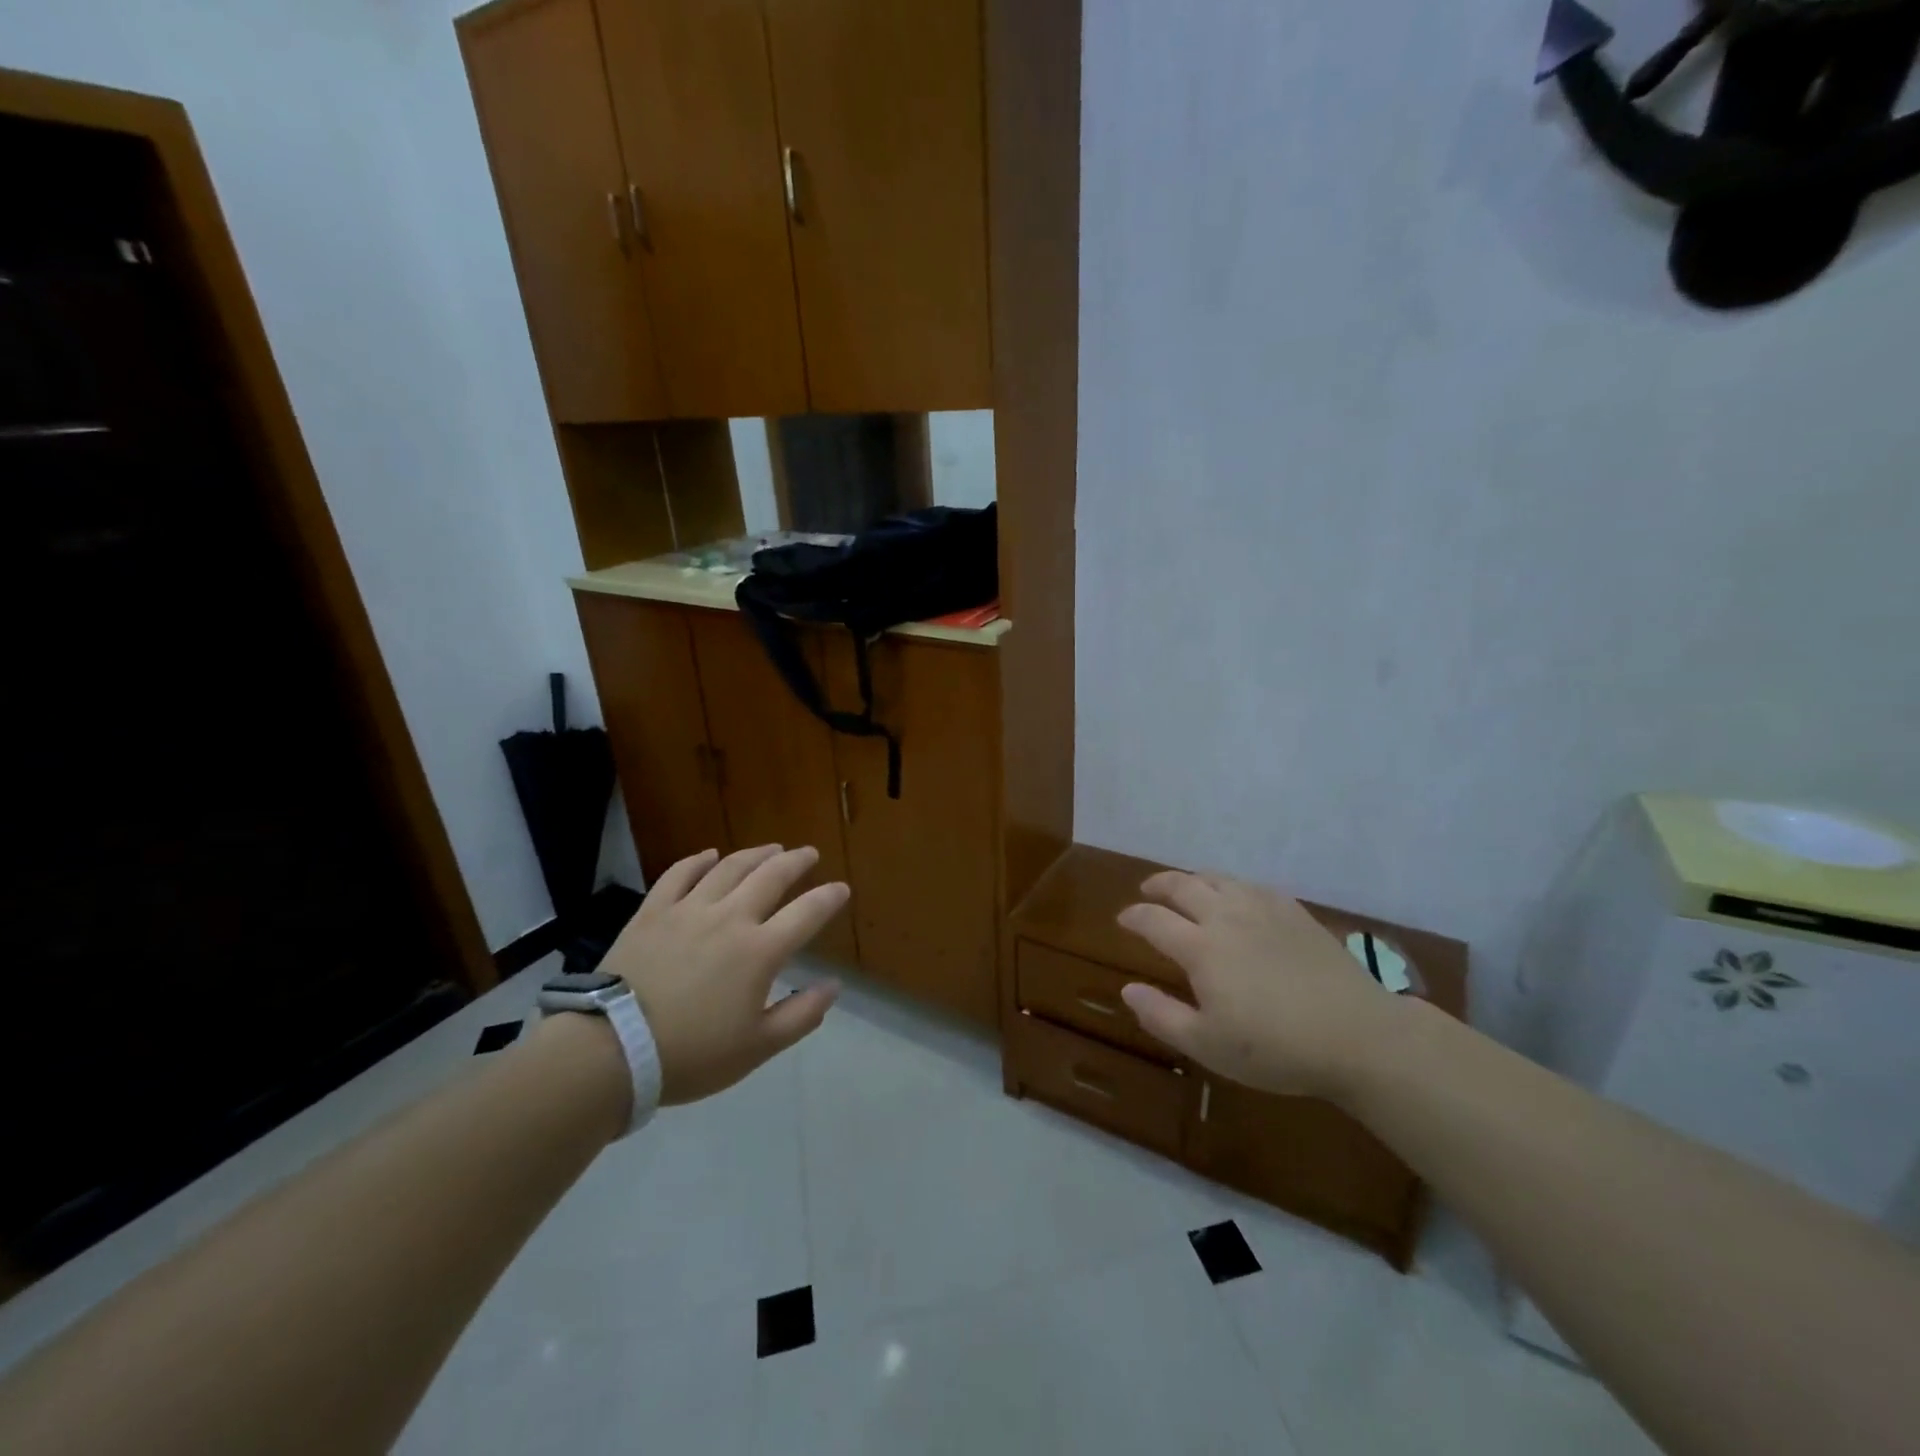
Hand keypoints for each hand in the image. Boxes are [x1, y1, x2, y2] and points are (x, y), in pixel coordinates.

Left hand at [600, 844, 848, 1104]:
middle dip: (796, 862)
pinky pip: (678, 874)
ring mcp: (688, 910)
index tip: (841, 888)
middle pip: (771, 877)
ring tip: (771, 849)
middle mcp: (729, 918)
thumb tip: (833, 986)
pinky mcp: (653, 911)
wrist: (611, 1050)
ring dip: (755, 854)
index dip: (828, 898)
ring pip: (729, 868)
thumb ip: (801, 1015)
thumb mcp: (757, 1048)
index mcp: (759, 951)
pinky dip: (698, 861)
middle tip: (808, 853)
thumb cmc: (691, 1055)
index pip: (806, 913)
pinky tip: (709, 855)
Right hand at [1116, 870, 1403, 1099]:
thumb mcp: (1209, 1045)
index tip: (1123, 919)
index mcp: (1200, 947)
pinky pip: (1250, 884)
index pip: (1153, 920)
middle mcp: (1226, 916)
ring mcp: (1262, 908)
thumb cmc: (1276, 1048)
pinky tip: (1234, 896)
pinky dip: (1229, 884)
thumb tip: (1127, 989)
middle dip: (1158, 885)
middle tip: (1147, 890)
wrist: (1358, 1035)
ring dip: (1192, 879)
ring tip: (1185, 887)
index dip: (1133, 916)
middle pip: (1182, 886)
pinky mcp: (1293, 911)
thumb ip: (1161, 1015)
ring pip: (1216, 878)